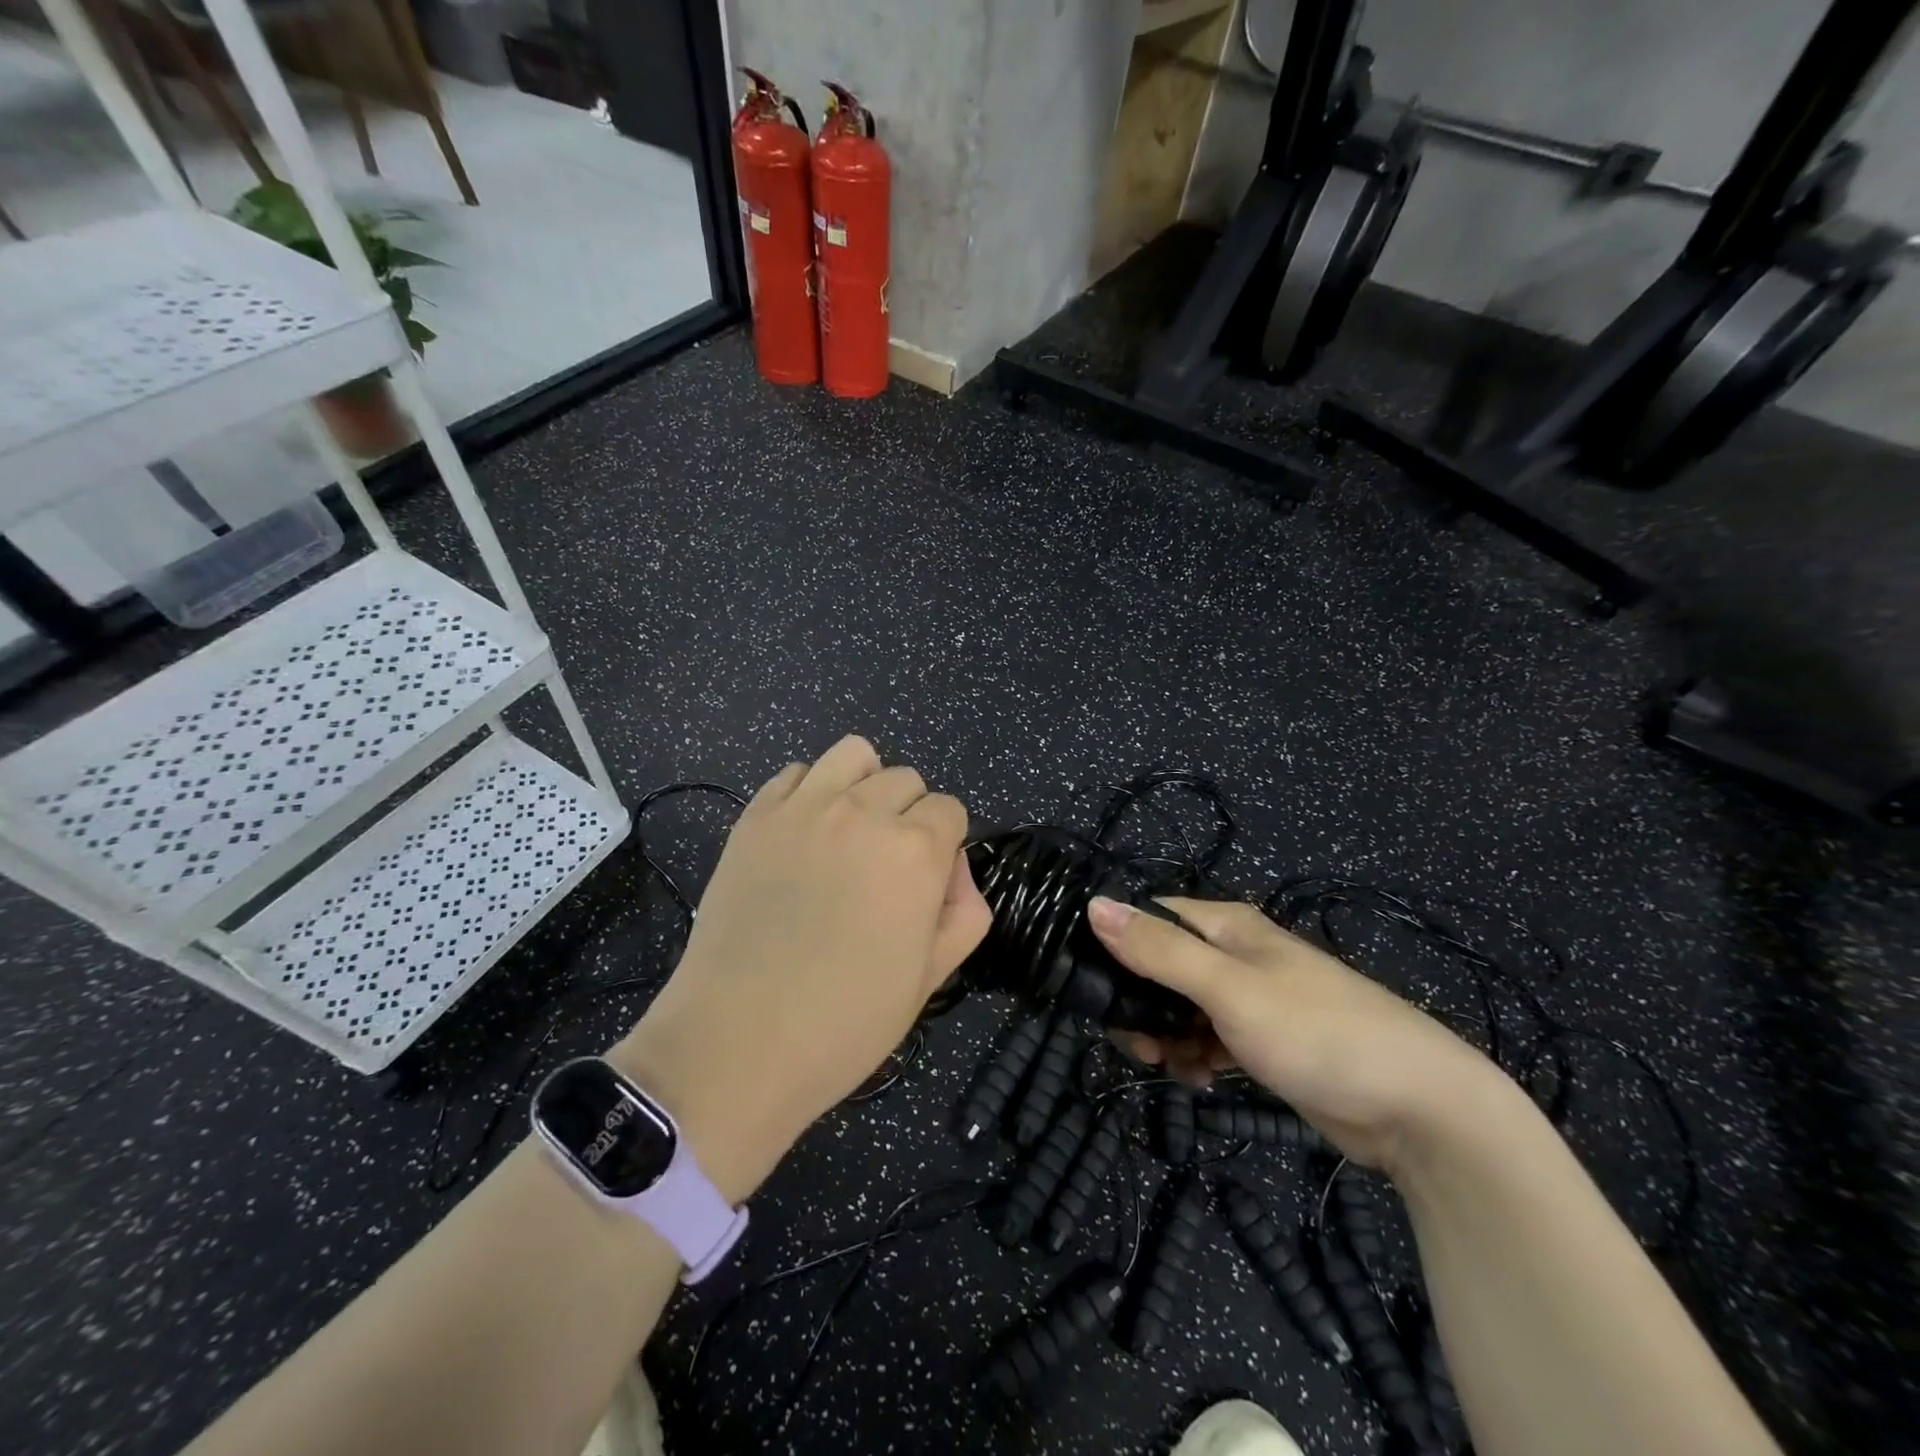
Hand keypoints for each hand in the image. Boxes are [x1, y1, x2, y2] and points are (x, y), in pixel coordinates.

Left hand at [611, 737, 990, 1200]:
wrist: (738, 1043)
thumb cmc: (846, 1022)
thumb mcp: (931, 979)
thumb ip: (964, 911)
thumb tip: (954, 866)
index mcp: (915, 850)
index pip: (950, 810)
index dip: (946, 844)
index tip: (926, 882)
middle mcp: (863, 812)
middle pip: (906, 779)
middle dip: (909, 815)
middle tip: (886, 868)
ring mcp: (803, 808)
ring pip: (854, 754)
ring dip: (865, 783)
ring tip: (850, 830)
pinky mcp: (755, 817)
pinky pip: (795, 773)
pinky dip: (810, 791)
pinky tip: (804, 835)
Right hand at [1087, 896, 1494, 1170]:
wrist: (1419, 1108)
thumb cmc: (1316, 1033)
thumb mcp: (1229, 989)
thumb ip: (1160, 950)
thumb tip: (1094, 905)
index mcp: (1228, 926)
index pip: (1152, 916)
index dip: (1117, 941)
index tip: (1090, 982)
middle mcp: (1237, 953)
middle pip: (1163, 965)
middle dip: (1140, 1000)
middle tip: (1134, 1041)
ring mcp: (1254, 999)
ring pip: (1184, 1006)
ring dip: (1166, 1033)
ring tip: (1165, 1065)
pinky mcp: (1267, 1041)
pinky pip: (1212, 1039)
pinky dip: (1197, 1055)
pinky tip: (1200, 1080)